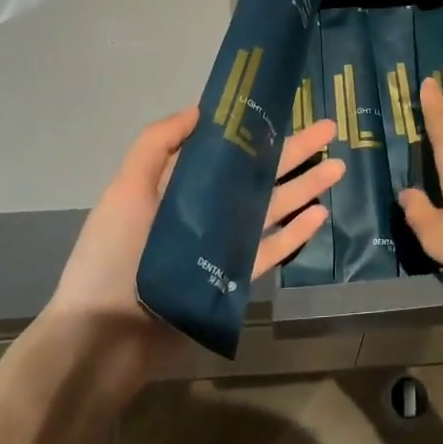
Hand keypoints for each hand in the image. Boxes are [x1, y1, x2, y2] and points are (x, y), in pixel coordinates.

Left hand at [45, 107, 343, 385]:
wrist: (105, 337)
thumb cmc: (113, 255)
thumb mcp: (126, 189)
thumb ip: (157, 144)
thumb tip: (200, 110)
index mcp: (181, 186)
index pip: (227, 149)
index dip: (256, 128)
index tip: (284, 107)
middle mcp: (206, 210)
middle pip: (258, 174)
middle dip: (293, 151)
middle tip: (329, 129)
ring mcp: (222, 245)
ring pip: (272, 208)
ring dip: (304, 186)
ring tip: (337, 166)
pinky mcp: (234, 278)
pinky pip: (271, 250)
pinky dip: (295, 233)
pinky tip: (320, 213)